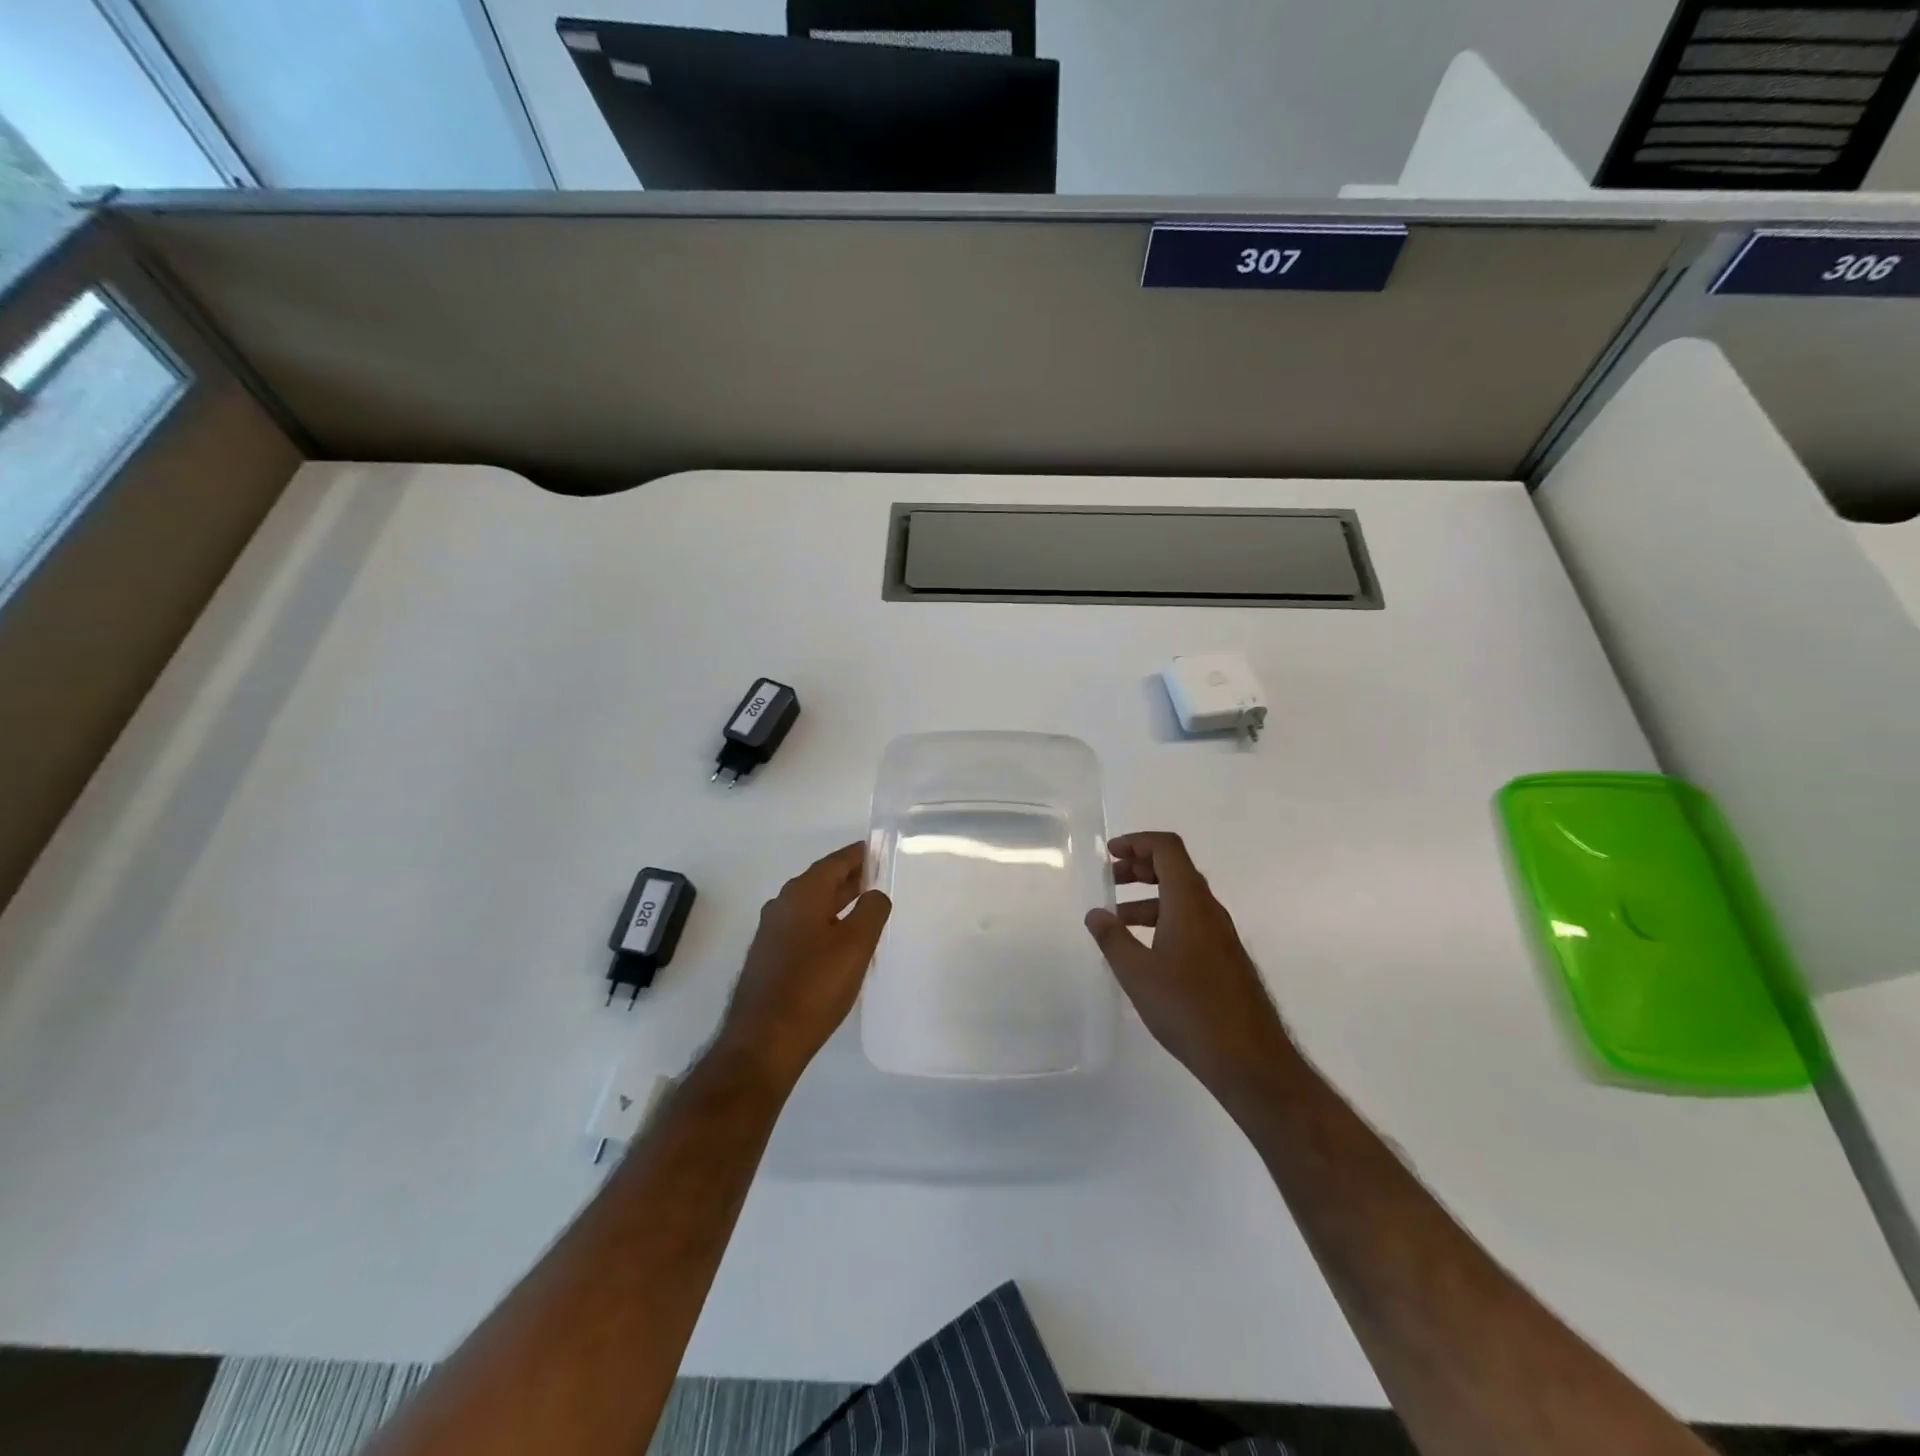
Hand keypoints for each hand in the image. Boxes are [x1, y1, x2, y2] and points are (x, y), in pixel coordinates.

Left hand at [715, 842, 891, 1087]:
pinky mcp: (769, 957)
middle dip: (850, 877)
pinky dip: (825, 922)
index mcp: (803, 893)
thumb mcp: (856, 944)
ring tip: (865, 907)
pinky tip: (840, 941)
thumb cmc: (814, 986)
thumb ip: (872, 910)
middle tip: (879, 876)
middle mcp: (783, 904)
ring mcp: (772, 932)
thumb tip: (875, 894)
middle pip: (822, 881)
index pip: (835, 862)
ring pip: (812, 905)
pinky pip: (803, 926)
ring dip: (838, 901)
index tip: (878, 849)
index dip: (859, 855)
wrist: (764, 1040)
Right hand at [1084, 831, 1290, 1100]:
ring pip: (1182, 898)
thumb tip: (1095, 913)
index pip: (1167, 848)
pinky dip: (1164, 920)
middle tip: (1110, 879)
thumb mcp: (1137, 973)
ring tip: (1118, 921)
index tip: (1109, 854)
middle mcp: (1209, 910)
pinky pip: (1191, 921)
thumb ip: (1112, 939)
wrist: (1249, 1059)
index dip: (1137, 842)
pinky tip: (1145, 951)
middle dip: (1140, 867)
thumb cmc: (1188, 1008)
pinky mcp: (1225, 958)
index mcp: (1189, 902)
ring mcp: (1221, 935)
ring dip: (1149, 897)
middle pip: (1175, 869)